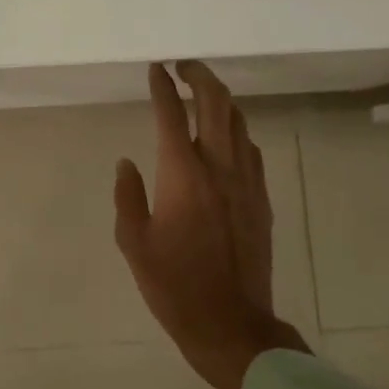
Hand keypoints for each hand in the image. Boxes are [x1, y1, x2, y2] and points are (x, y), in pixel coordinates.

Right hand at [114, 61, 309, 388]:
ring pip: (239, 122)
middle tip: (183, 65)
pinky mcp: (262, 199)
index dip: (162, 86)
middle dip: (200, 76)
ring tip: (203, 91)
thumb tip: (126, 162)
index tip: (156, 67)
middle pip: (215, 104)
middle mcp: (218, 168)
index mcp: (182, 175)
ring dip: (221, 98)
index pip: (171, 115)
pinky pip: (251, 149)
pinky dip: (237, 130)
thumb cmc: (174, 285)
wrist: (231, 323)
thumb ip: (128, 196)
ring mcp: (246, 182)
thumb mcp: (134, 243)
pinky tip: (227, 136)